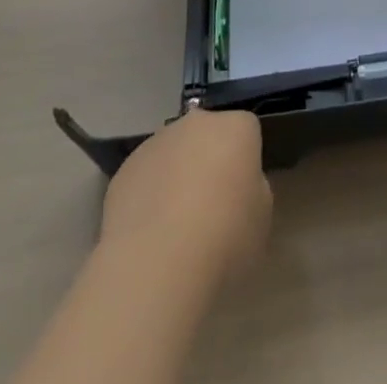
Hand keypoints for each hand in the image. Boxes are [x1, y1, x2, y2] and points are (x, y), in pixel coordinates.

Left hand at [99, 109, 271, 281]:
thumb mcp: (261, 216)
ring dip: (176, 177)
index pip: (246, 132)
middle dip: (208, 161)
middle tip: (209, 208)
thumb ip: (252, 190)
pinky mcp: (124, 168)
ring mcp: (157, 142)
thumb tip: (235, 188)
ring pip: (173, 154)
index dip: (244, 163)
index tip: (240, 195)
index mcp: (236, 127)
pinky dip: (148, 197)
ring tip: (173, 228)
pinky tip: (148, 235)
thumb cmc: (223, 237)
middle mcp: (197, 122)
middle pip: (207, 136)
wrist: (156, 263)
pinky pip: (145, 177)